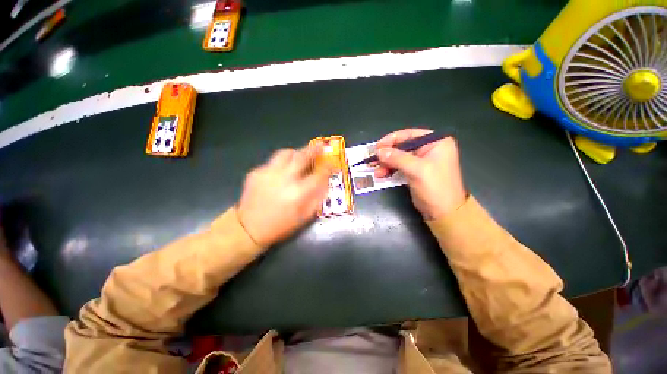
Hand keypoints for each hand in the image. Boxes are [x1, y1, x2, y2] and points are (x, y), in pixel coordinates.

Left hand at [238, 144, 329, 246]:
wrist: (248, 228)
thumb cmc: (281, 225)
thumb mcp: (304, 216)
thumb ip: (317, 198)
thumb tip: (324, 182)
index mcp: (298, 193)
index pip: (318, 174)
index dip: (328, 167)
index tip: (333, 163)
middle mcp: (283, 179)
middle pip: (302, 157)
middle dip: (314, 149)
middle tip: (320, 145)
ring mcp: (268, 173)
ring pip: (285, 153)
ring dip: (296, 153)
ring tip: (299, 157)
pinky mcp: (256, 172)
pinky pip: (273, 162)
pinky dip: (281, 164)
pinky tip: (281, 174)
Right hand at [375, 129, 466, 219]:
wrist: (444, 213)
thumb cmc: (435, 187)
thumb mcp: (416, 170)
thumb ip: (396, 158)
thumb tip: (379, 151)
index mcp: (436, 142)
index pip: (409, 135)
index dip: (392, 140)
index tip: (377, 147)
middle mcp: (430, 149)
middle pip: (403, 146)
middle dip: (387, 155)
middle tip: (373, 160)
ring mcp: (422, 161)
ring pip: (399, 158)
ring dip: (386, 164)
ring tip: (376, 172)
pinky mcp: (416, 172)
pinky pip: (400, 167)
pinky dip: (390, 170)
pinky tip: (381, 174)